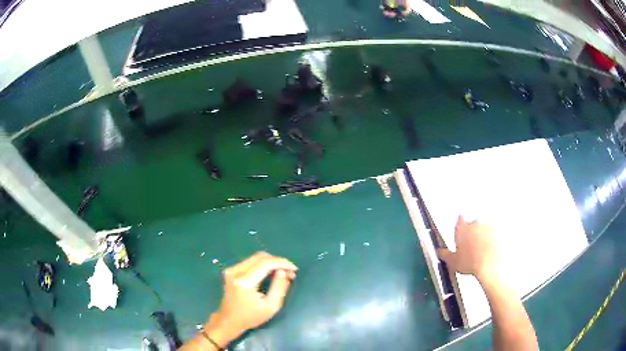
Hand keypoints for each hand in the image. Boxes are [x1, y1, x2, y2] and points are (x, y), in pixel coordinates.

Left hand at [205, 252, 296, 346]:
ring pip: (255, 257)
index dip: (282, 263)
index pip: (265, 263)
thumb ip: (279, 287)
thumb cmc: (251, 317)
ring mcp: (231, 270)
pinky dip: (263, 265)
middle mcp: (236, 271)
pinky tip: (270, 273)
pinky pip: (250, 262)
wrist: (229, 320)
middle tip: (290, 272)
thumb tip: (283, 271)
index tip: (294, 269)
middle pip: (260, 257)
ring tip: (282, 273)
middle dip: (278, 262)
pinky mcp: (231, 270)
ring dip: (271, 262)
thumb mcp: (271, 307)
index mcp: (244, 281)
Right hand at [436, 215, 498, 281]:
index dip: (460, 224)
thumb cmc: (469, 263)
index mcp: (462, 228)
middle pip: (473, 223)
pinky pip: (494, 233)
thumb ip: (444, 254)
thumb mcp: (452, 261)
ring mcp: (487, 226)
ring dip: (483, 234)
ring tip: (482, 248)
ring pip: (484, 228)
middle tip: (471, 244)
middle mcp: (475, 223)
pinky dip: (493, 238)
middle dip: (472, 231)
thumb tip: (440, 251)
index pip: (460, 220)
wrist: (489, 266)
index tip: (461, 229)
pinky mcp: (498, 231)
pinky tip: (490, 248)